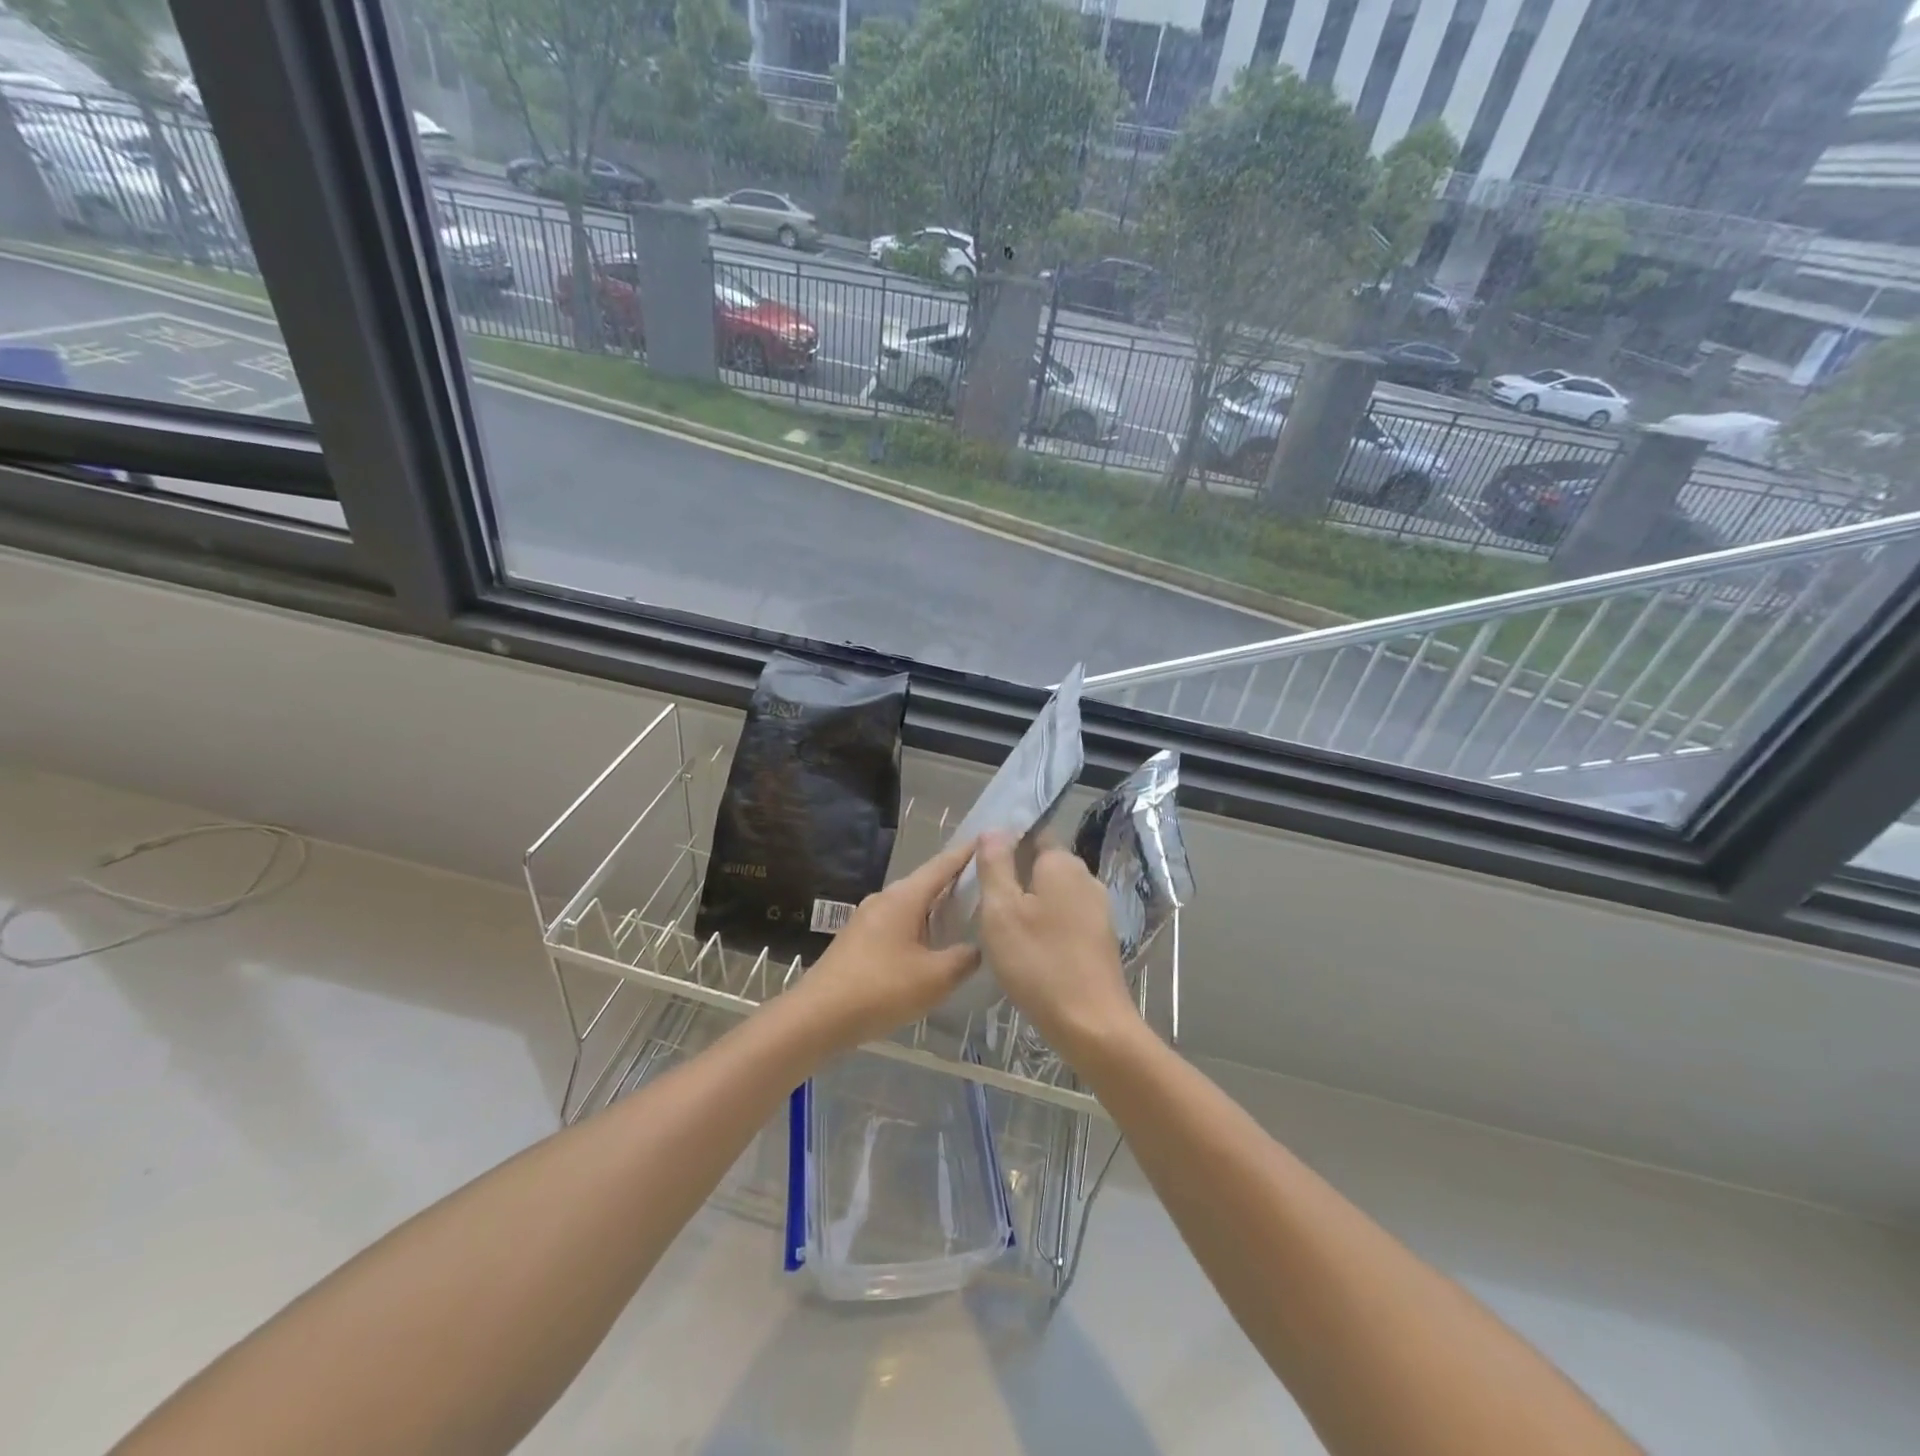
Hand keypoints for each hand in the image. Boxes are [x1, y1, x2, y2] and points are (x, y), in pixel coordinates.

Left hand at [791, 837, 981, 1049]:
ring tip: (965, 915)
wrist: (817, 1016)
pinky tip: (931, 946)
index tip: (989, 840)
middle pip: (926, 883)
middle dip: (955, 882)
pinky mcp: (858, 940)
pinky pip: (898, 923)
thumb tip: (976, 948)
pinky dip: (920, 927)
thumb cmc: (881, 989)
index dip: (966, 854)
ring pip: (911, 906)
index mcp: (904, 897)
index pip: (942, 865)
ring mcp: (867, 919)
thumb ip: (963, 959)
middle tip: (986, 884)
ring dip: (936, 908)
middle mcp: (884, 899)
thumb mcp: (935, 978)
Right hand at [975, 832, 1137, 1062]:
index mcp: (1063, 864)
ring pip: (1054, 892)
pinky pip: (1065, 916)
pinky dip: (1045, 922)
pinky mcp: (1100, 938)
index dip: (1005, 843)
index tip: (980, 863)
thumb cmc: (1038, 962)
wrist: (1090, 1024)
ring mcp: (1098, 909)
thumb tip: (994, 829)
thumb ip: (995, 865)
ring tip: (999, 923)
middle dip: (1015, 873)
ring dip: (1029, 901)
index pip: (1033, 834)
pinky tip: (1027, 945)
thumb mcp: (1001, 910)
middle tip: (982, 895)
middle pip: (1043, 864)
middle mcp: (1086, 878)